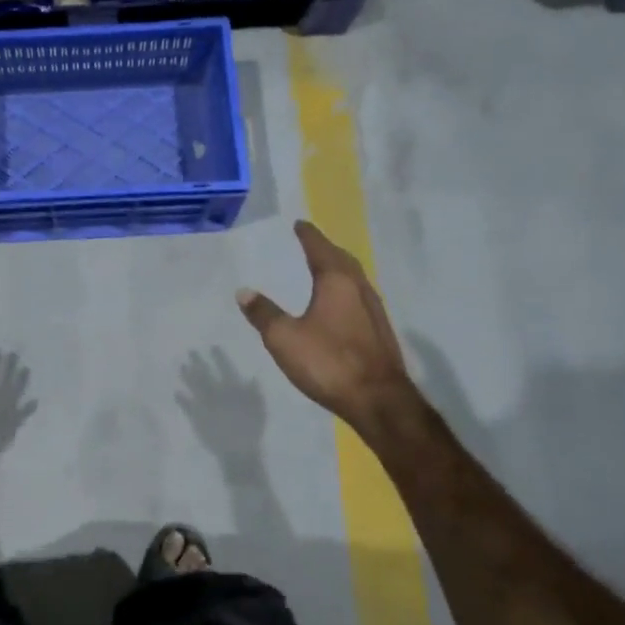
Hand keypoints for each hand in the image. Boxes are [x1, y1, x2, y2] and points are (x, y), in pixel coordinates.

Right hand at [236, 221, 414, 429]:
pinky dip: (346, 291)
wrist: (378, 400)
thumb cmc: (328, 362)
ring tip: (323, 269)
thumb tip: (244, 291)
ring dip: (339, 269)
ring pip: (355, 280)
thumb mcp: (284, 338)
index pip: (320, 249)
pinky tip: (339, 305)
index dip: (308, 236)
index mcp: (337, 283)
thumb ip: (264, 314)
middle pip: (343, 261)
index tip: (300, 224)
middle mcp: (360, 290)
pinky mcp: (380, 333)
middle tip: (311, 243)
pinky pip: (359, 299)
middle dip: (326, 249)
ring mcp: (374, 312)